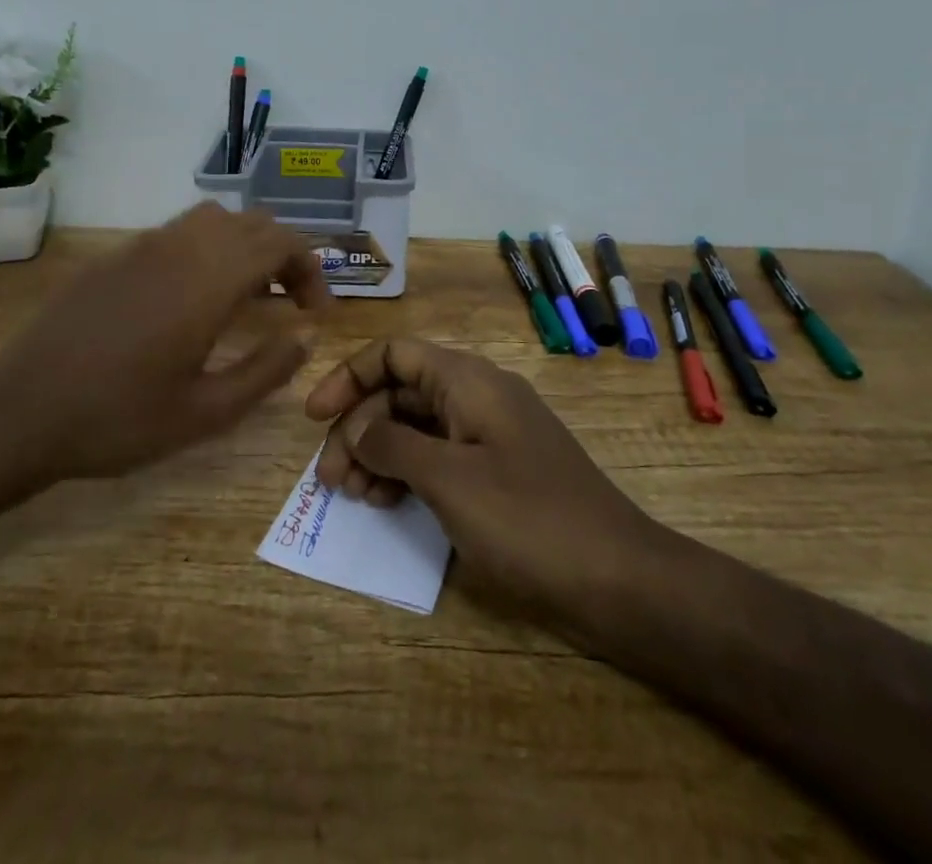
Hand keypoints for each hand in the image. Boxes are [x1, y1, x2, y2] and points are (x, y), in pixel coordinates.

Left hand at [0, 202, 330, 486]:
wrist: (19, 412)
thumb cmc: (119, 419)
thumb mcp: (206, 412)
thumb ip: (267, 370)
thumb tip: (305, 336)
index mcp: (209, 280)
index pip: (280, 243)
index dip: (310, 269)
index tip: (314, 311)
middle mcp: (181, 248)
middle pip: (253, 223)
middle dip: (284, 255)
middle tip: (289, 303)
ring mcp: (143, 246)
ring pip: (214, 219)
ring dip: (244, 245)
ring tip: (247, 293)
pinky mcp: (115, 256)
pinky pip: (177, 232)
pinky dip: (206, 248)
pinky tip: (192, 296)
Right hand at [304, 338, 661, 630]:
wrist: (618, 577)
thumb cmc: (528, 519)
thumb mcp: (449, 480)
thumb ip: (394, 445)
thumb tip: (357, 428)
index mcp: (468, 381)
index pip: (395, 353)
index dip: (349, 377)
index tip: (314, 417)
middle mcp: (478, 395)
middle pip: (401, 391)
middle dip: (359, 426)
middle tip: (331, 477)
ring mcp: (491, 433)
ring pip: (418, 425)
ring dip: (380, 451)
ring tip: (356, 495)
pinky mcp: (499, 469)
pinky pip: (441, 455)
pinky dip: (409, 472)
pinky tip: (390, 504)